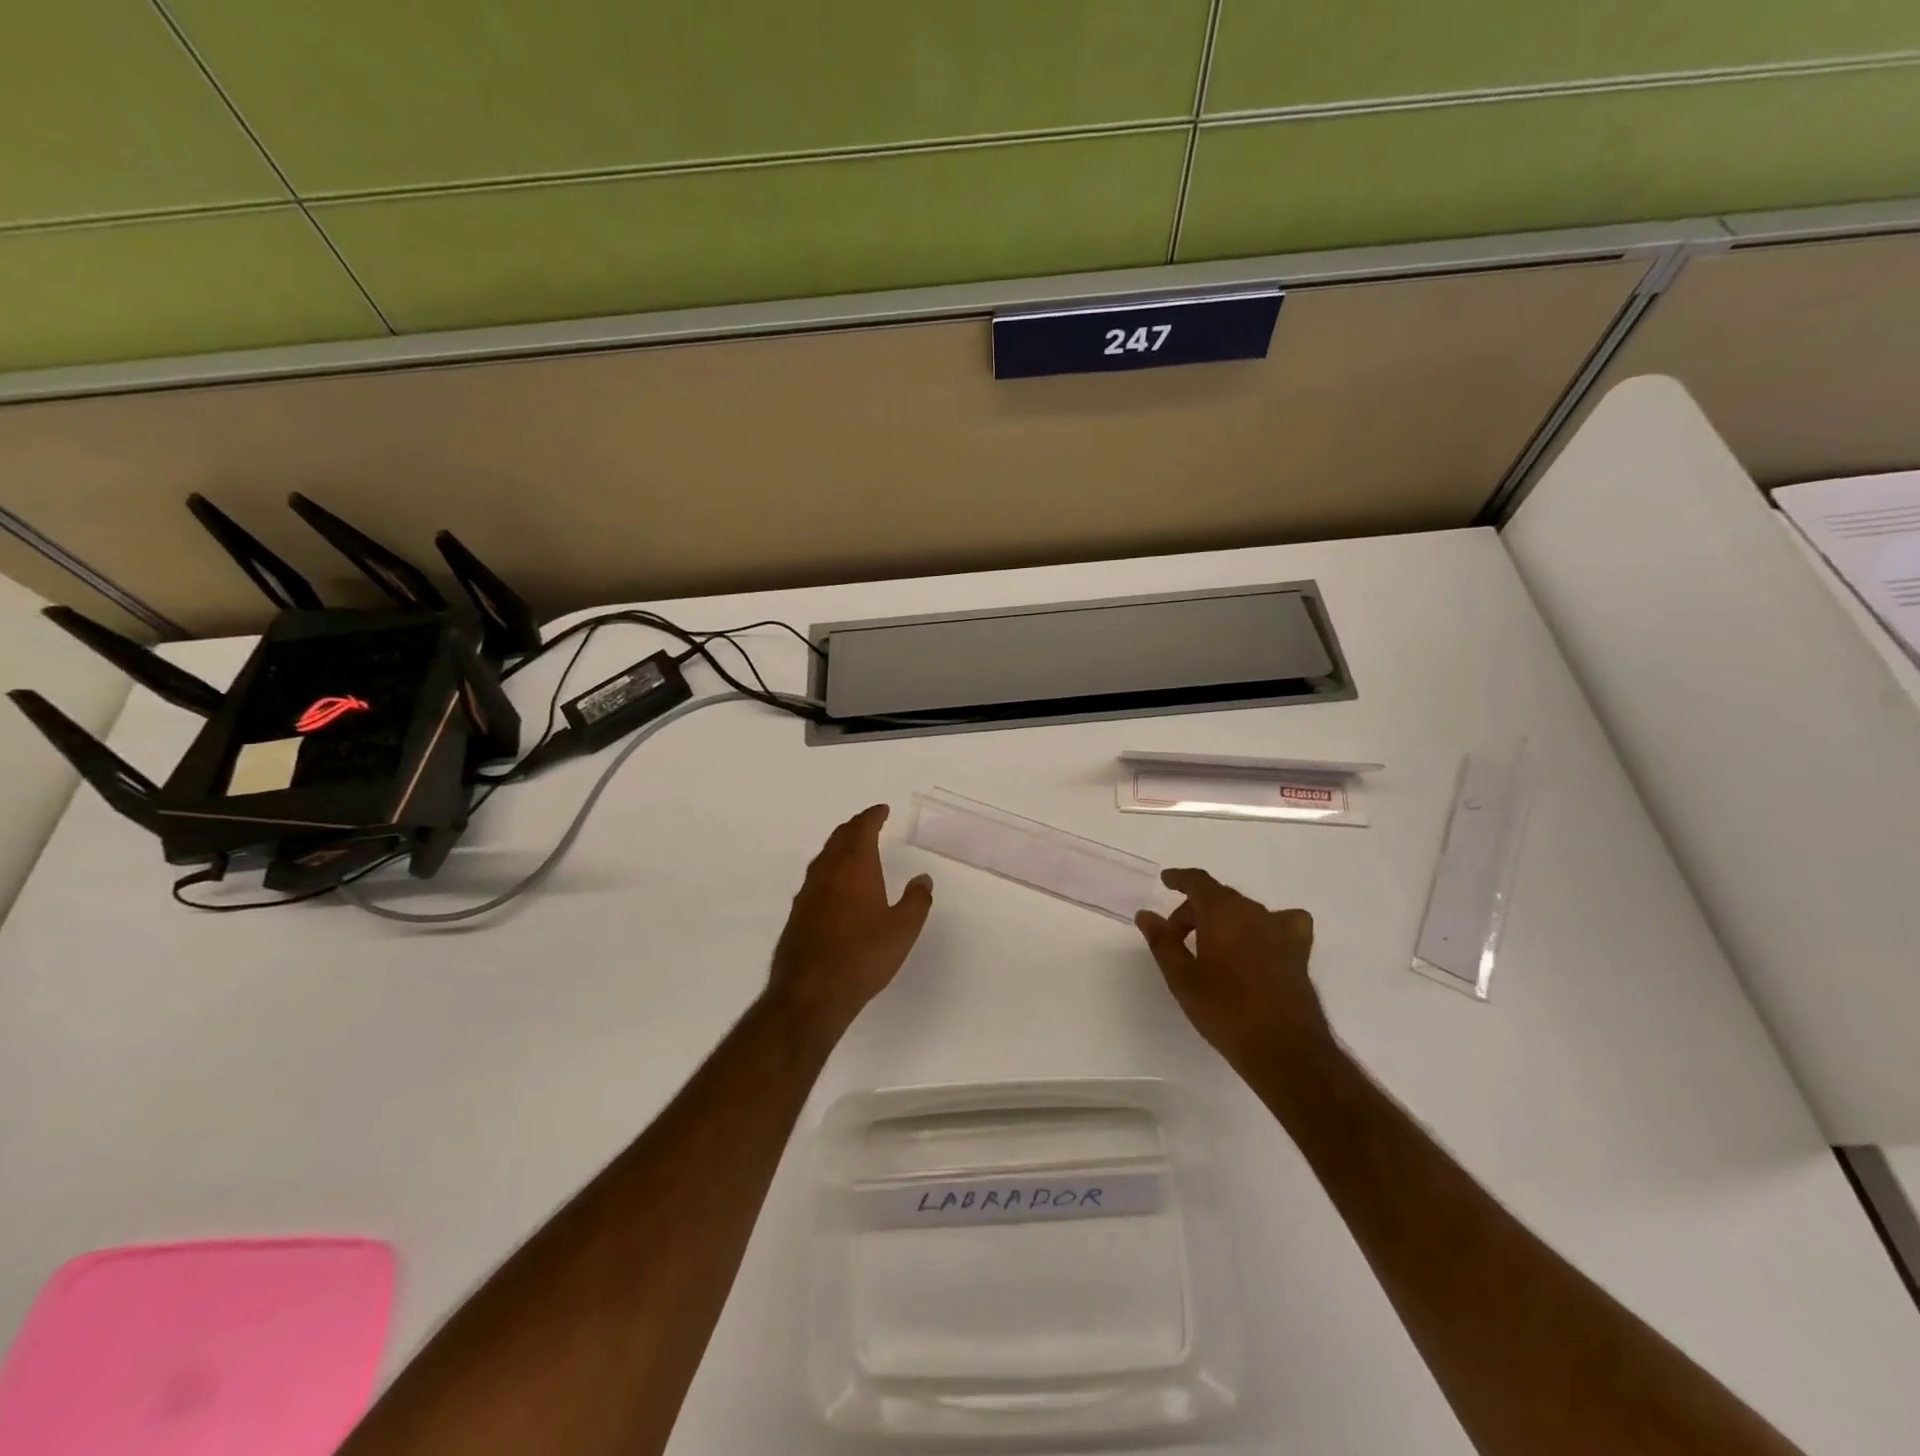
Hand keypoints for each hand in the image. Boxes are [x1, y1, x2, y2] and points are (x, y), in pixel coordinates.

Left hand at [766, 805, 932, 1038]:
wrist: (811, 992)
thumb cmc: (863, 955)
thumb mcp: (903, 929)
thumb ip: (916, 900)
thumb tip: (923, 878)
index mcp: (855, 866)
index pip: (862, 828)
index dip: (872, 816)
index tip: (882, 810)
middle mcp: (827, 872)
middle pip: (839, 838)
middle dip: (855, 827)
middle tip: (869, 824)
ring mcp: (807, 893)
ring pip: (824, 857)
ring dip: (840, 847)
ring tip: (853, 851)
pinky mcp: (797, 914)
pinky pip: (816, 879)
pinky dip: (829, 871)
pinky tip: (835, 887)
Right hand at [1136, 869, 1328, 1075]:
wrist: (1283, 1049)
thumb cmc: (1225, 1011)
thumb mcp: (1182, 978)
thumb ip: (1162, 941)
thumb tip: (1146, 915)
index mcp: (1221, 912)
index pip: (1197, 881)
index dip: (1179, 879)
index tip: (1166, 881)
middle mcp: (1252, 912)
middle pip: (1218, 897)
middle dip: (1194, 911)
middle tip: (1177, 938)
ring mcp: (1280, 930)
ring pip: (1245, 910)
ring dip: (1224, 919)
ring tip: (1211, 947)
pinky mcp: (1299, 951)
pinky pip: (1283, 923)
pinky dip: (1267, 925)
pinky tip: (1261, 943)